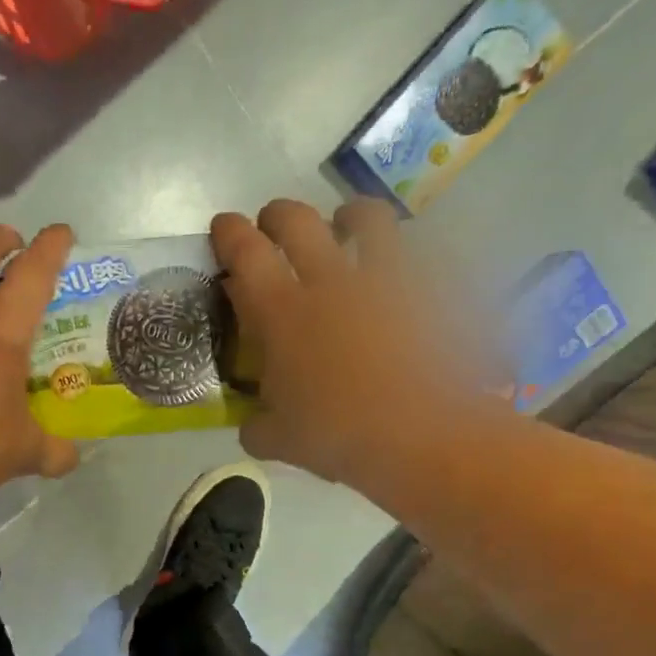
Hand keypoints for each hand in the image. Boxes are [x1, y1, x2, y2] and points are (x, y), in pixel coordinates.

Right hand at [212, 198, 493, 495]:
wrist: (423, 434)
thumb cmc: (339, 436)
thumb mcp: (280, 441)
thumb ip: (257, 425)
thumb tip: (252, 425)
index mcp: (282, 314)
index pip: (245, 254)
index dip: (229, 234)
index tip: (223, 226)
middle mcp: (329, 282)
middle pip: (297, 221)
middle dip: (278, 215)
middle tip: (271, 225)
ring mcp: (385, 280)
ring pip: (367, 219)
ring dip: (349, 215)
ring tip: (347, 224)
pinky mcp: (432, 291)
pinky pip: (418, 256)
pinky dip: (405, 258)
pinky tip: (404, 277)